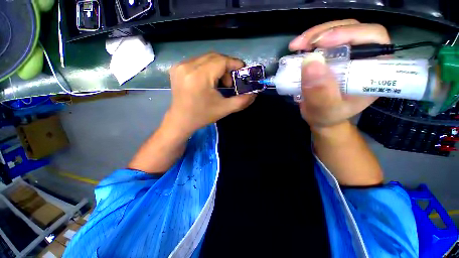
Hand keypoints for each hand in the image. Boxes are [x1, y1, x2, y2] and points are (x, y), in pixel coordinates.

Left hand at [167, 52, 255, 135]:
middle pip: (214, 57)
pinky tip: (208, 80)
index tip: (243, 71)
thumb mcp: (224, 109)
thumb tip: (254, 93)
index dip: (235, 63)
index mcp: (199, 77)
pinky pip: (198, 61)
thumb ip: (242, 101)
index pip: (222, 61)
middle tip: (230, 82)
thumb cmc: (202, 116)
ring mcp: (180, 66)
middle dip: (227, 67)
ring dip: (217, 67)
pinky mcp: (177, 68)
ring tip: (219, 83)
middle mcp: (188, 66)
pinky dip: (207, 67)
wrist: (181, 120)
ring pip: (206, 58)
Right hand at [289, 19, 390, 128]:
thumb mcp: (324, 109)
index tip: (321, 43)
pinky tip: (298, 49)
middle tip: (302, 45)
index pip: (373, 39)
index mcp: (373, 71)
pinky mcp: (333, 55)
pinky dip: (309, 42)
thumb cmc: (327, 116)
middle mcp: (364, 57)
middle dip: (326, 33)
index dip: (350, 34)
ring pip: (337, 31)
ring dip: (314, 36)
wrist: (321, 117)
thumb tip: (311, 62)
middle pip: (353, 29)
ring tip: (296, 46)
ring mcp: (348, 54)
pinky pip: (324, 40)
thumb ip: (320, 92)